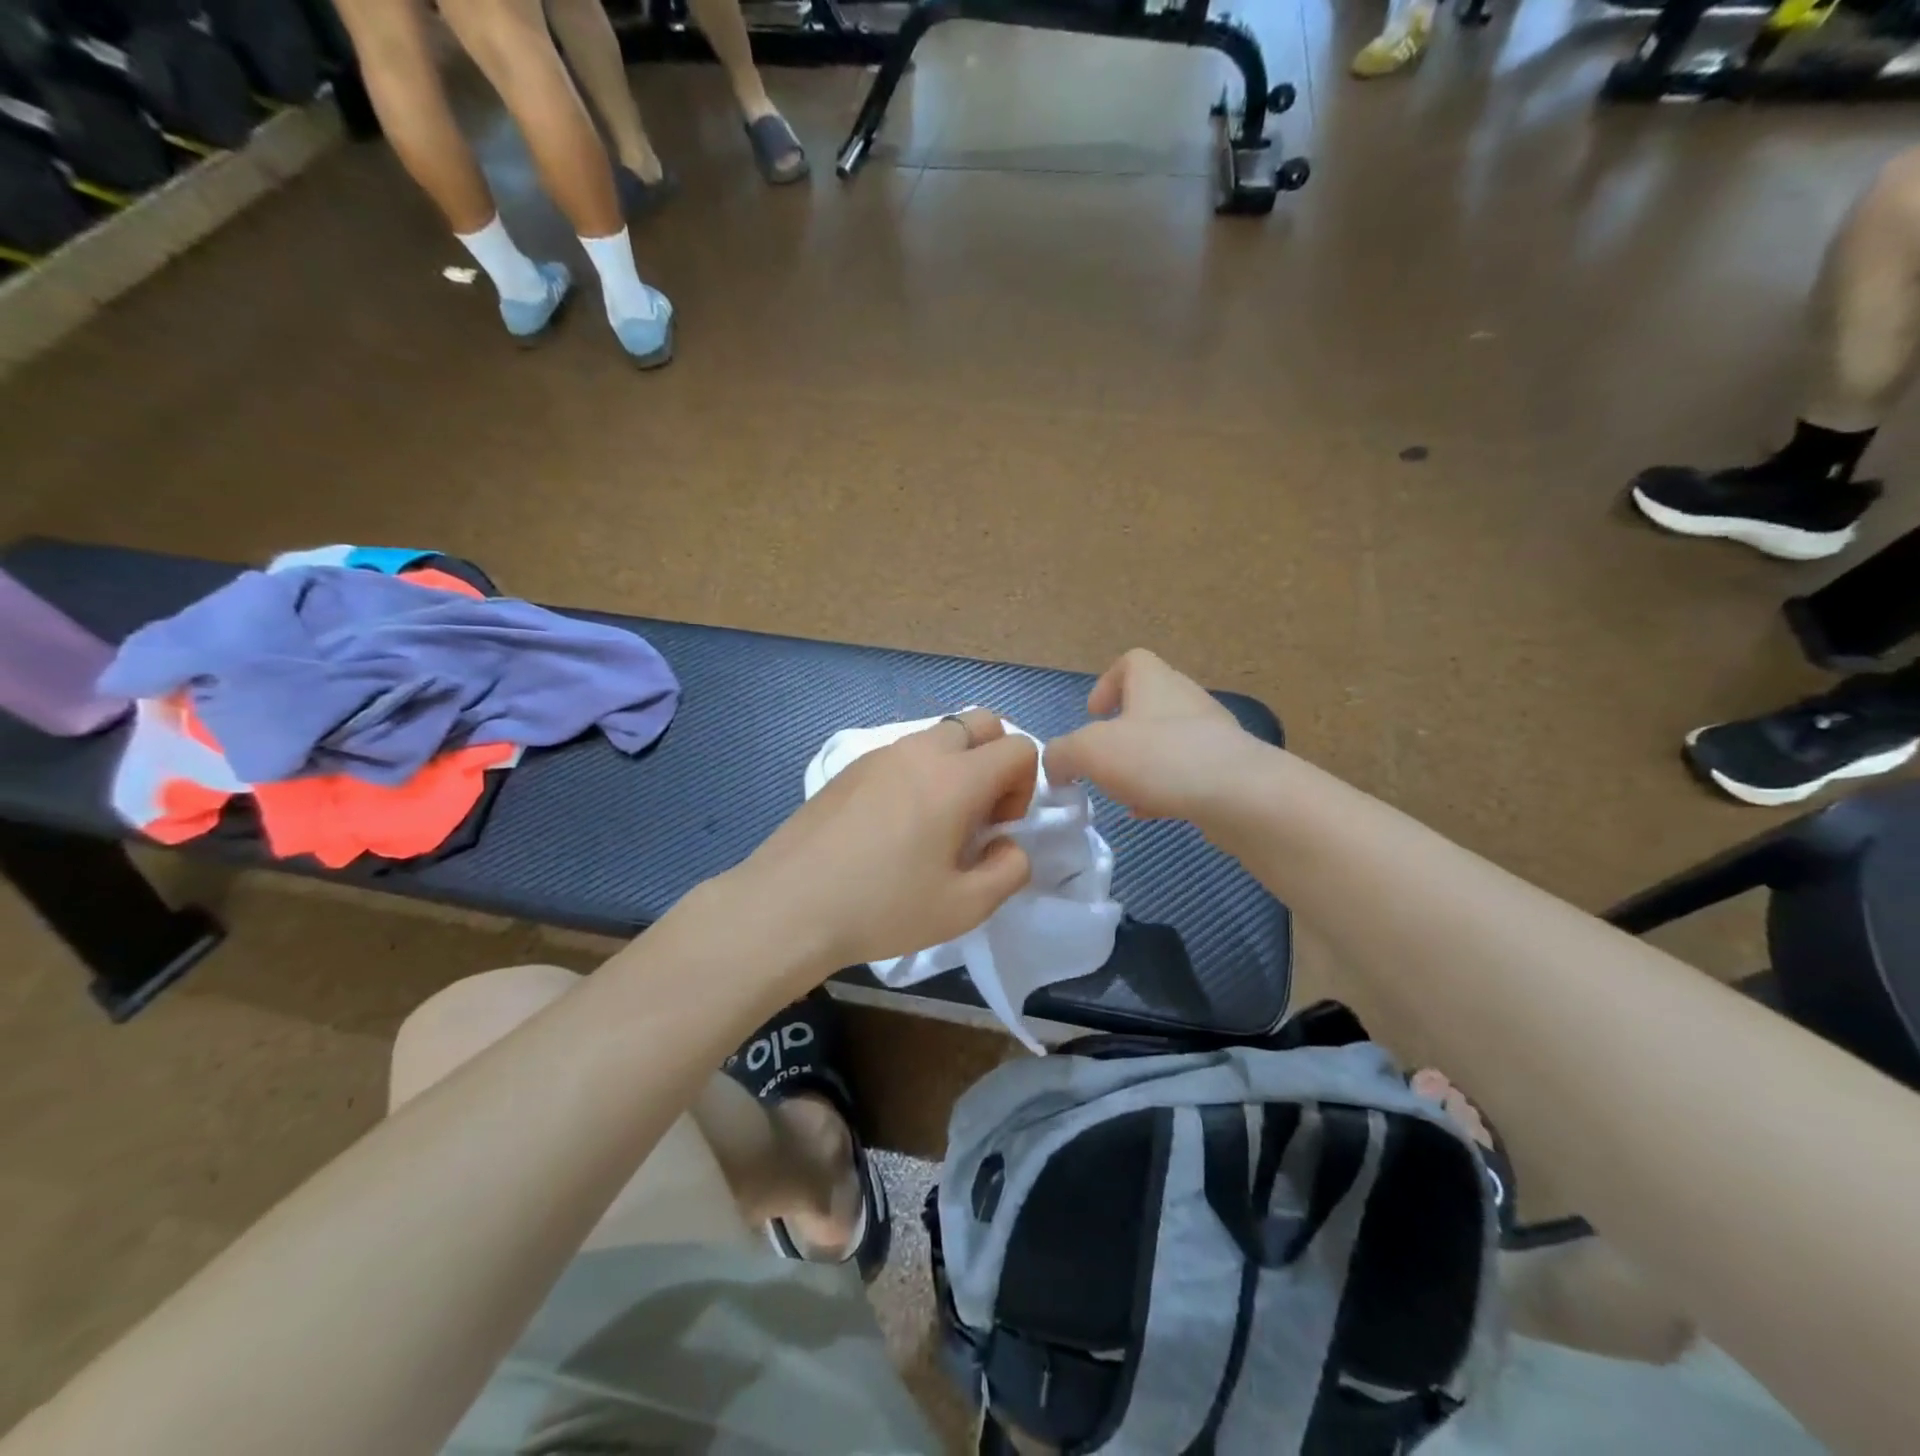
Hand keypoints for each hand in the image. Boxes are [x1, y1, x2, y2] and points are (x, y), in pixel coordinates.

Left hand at [737, 708, 1037, 972]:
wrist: (788, 905)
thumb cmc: (882, 907)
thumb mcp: (964, 907)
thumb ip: (1009, 870)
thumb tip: (1009, 844)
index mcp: (956, 778)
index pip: (1019, 748)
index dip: (1024, 787)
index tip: (997, 828)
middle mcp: (921, 751)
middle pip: (982, 723)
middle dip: (995, 760)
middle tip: (975, 814)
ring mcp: (880, 754)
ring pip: (940, 734)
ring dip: (956, 765)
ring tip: (934, 823)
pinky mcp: (850, 767)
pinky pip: (903, 752)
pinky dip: (920, 772)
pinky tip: (894, 824)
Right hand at [1045, 650, 1263, 822]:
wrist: (1240, 796)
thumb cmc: (1159, 758)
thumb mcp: (1090, 751)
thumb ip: (1062, 754)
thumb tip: (1054, 766)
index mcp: (1154, 682)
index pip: (1131, 662)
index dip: (1107, 684)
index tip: (1093, 715)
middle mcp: (1186, 700)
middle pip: (1148, 705)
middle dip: (1121, 734)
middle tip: (1102, 762)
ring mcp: (1213, 735)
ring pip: (1168, 742)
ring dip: (1142, 764)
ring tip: (1125, 793)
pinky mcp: (1229, 770)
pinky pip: (1188, 772)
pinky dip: (1166, 788)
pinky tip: (1153, 812)